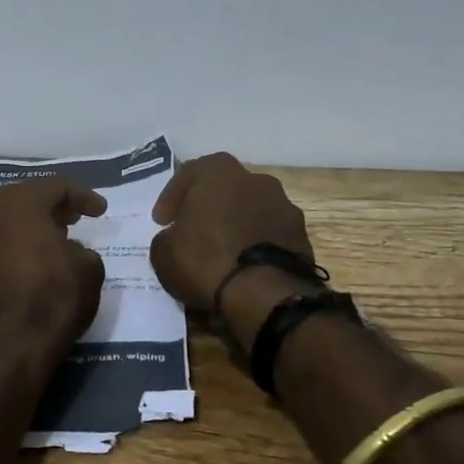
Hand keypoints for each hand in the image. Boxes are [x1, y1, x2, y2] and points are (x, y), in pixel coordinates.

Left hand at [0, 177, 107, 351]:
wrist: (11, 347)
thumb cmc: (54, 296)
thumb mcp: (89, 267)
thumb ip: (80, 249)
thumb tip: (66, 252)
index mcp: (19, 205)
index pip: (54, 187)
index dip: (82, 196)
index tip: (100, 211)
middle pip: (25, 203)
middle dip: (52, 209)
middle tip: (75, 219)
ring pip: (7, 228)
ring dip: (31, 231)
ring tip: (56, 244)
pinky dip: (17, 253)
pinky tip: (35, 268)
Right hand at [149, 153, 311, 312]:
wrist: (264, 293)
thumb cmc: (206, 260)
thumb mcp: (163, 252)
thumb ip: (167, 237)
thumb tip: (176, 238)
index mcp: (219, 170)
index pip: (188, 175)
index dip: (171, 199)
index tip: (162, 222)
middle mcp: (255, 178)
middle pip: (223, 189)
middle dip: (208, 208)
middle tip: (193, 232)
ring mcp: (284, 205)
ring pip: (250, 210)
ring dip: (235, 225)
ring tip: (222, 252)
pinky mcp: (301, 235)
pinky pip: (269, 234)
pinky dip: (256, 244)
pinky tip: (245, 266)